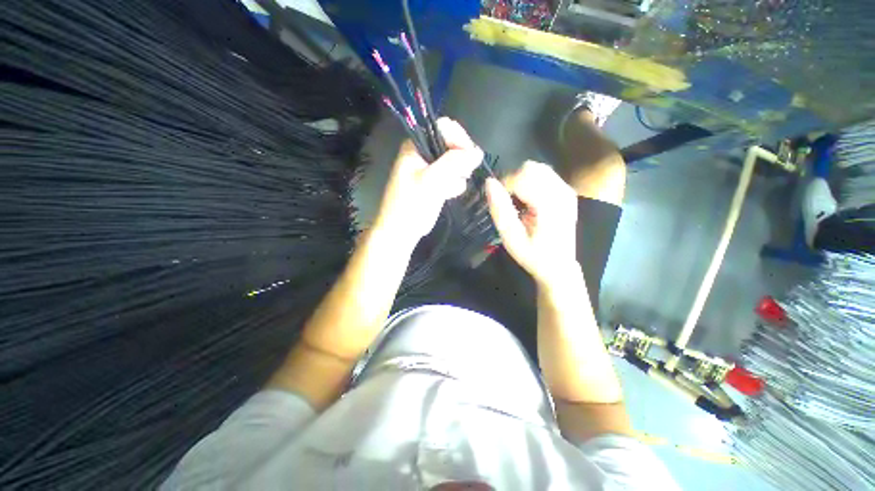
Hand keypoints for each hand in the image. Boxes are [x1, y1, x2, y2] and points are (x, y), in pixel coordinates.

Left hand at [373, 118, 483, 245]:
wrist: (402, 231)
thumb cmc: (410, 205)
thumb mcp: (430, 181)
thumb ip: (453, 164)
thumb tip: (478, 152)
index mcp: (416, 145)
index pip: (444, 128)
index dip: (459, 139)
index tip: (469, 157)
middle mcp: (424, 153)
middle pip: (453, 144)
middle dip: (460, 160)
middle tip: (460, 175)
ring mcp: (432, 169)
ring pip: (457, 162)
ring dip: (458, 175)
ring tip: (448, 188)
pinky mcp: (438, 182)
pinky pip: (455, 176)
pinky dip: (455, 185)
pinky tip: (447, 194)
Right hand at [485, 161, 578, 286]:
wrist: (559, 265)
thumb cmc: (533, 255)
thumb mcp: (511, 238)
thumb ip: (500, 209)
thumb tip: (489, 182)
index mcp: (550, 205)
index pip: (522, 177)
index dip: (505, 186)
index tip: (501, 204)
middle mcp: (562, 192)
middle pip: (530, 168)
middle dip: (513, 182)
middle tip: (510, 204)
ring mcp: (566, 190)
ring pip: (537, 168)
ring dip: (522, 181)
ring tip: (520, 203)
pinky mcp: (566, 191)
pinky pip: (544, 174)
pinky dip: (531, 182)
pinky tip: (529, 201)